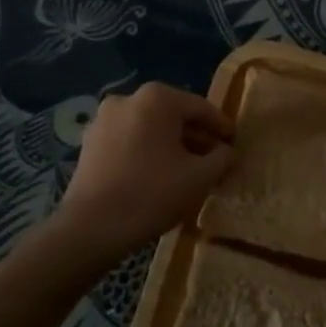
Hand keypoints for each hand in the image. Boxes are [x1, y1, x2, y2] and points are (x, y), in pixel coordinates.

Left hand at [53, 83, 233, 261]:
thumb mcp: (200, 177)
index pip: (201, 108)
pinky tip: (158, 175)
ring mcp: (104, 119)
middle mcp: (128, 99)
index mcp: (157, 98)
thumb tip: (229, 152)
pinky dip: (147, 152)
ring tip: (188, 171)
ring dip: (171, 146)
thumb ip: (222, 159)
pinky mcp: (89, 142)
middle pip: (173, 116)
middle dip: (196, 137)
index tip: (235, 143)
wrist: (91, 228)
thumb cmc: (152, 194)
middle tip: (215, 160)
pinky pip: (129, 140)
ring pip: (150, 129)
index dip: (221, 127)